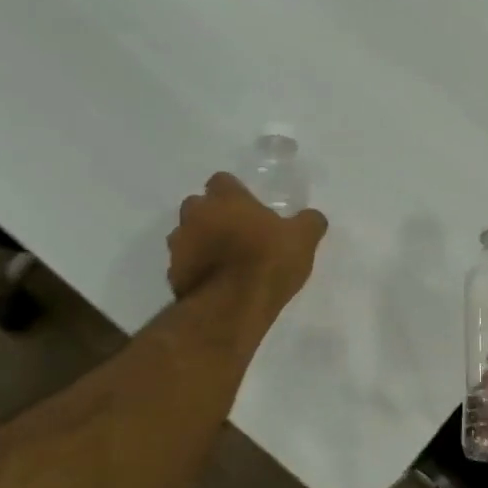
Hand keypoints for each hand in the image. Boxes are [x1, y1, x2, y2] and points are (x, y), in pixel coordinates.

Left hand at [167, 173, 327, 315]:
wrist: (232, 306)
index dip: (234, 193)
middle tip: (235, 234)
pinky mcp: (173, 274)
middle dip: (212, 216)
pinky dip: (195, 271)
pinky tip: (215, 284)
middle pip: (198, 206)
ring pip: (186, 235)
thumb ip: (309, 223)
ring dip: (200, 243)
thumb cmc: (268, 262)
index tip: (248, 208)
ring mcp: (179, 244)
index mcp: (225, 199)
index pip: (222, 181)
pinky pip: (184, 266)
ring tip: (224, 262)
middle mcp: (195, 214)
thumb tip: (314, 217)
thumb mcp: (302, 240)